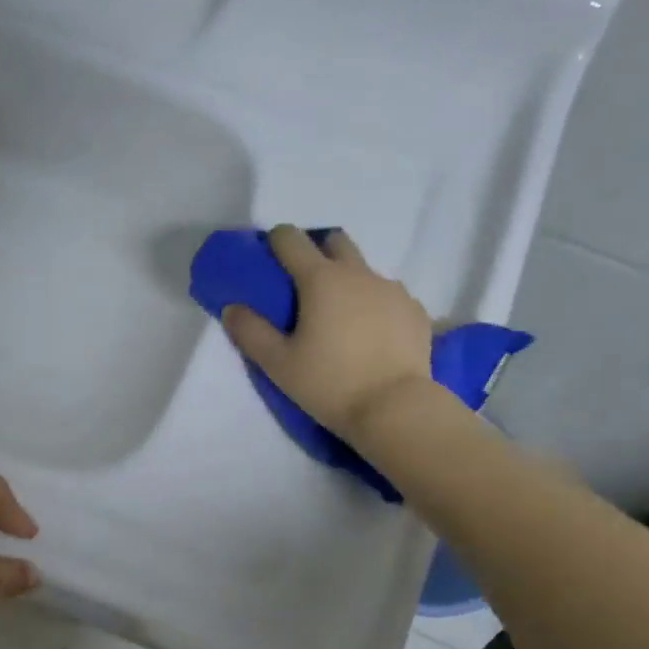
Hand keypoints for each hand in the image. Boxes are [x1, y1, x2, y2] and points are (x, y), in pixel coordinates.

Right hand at [222, 225, 433, 441]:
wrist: (396, 408)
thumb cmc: (330, 384)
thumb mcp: (278, 364)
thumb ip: (250, 332)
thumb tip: (232, 308)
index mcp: (321, 279)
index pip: (291, 239)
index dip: (276, 242)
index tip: (270, 259)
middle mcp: (359, 274)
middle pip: (335, 242)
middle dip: (318, 253)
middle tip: (306, 289)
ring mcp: (393, 290)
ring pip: (365, 272)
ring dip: (349, 284)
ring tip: (342, 322)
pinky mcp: (416, 311)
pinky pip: (390, 297)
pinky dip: (376, 307)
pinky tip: (372, 338)